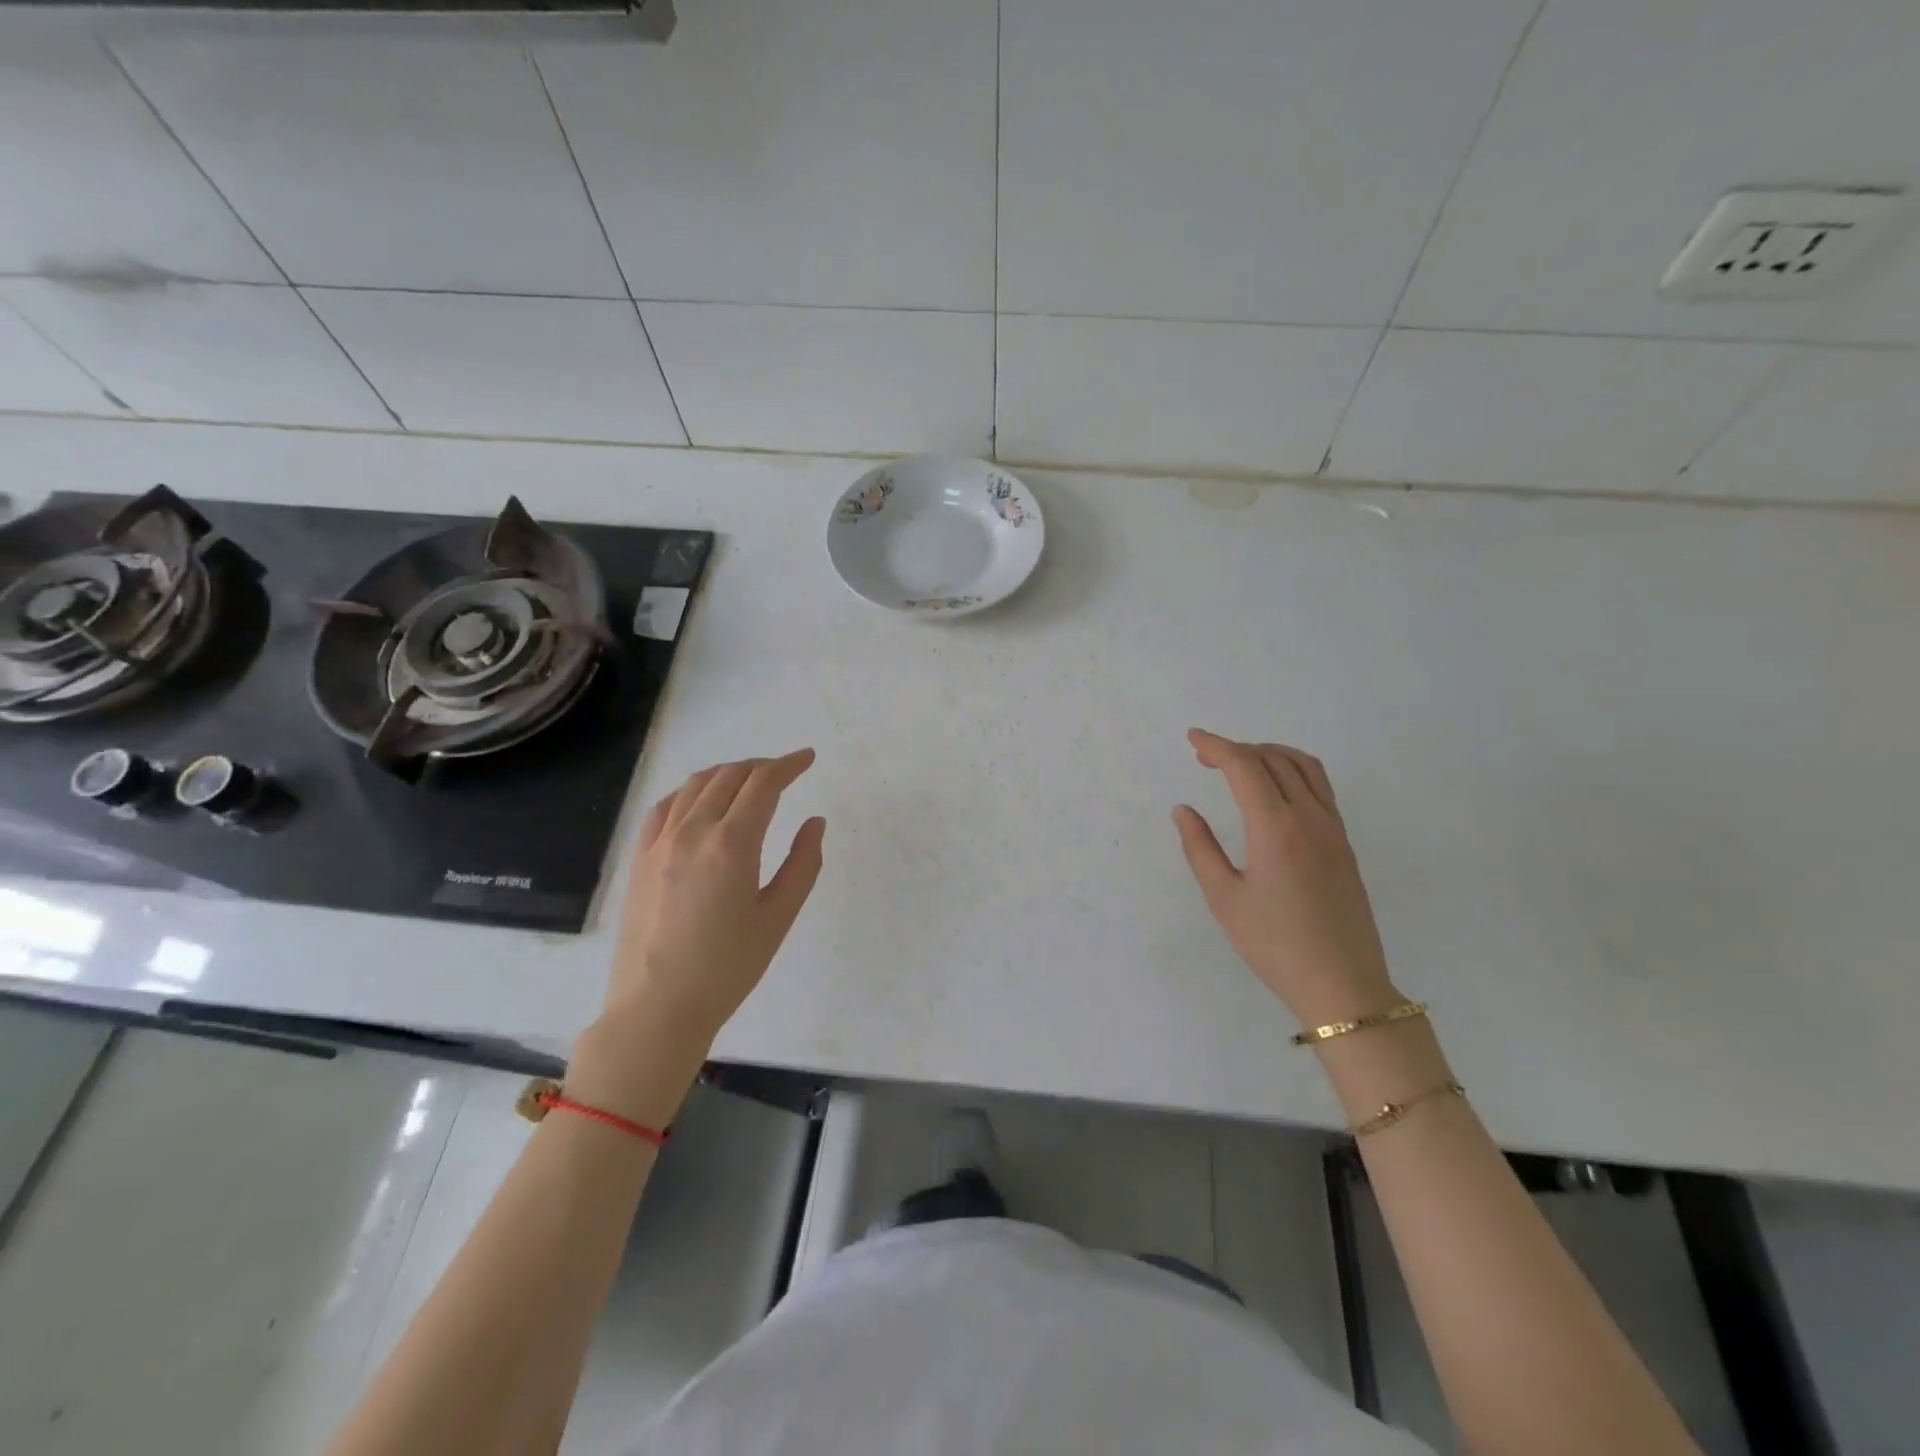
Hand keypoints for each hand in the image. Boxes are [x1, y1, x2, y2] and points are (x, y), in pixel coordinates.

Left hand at [604, 749, 826, 1048]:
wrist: (657, 1008)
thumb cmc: (727, 967)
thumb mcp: (778, 917)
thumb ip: (803, 863)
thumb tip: (815, 822)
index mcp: (732, 844)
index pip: (763, 784)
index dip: (789, 765)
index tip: (808, 758)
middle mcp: (693, 831)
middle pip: (730, 776)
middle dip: (762, 766)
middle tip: (785, 772)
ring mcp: (660, 842)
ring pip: (696, 785)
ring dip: (728, 772)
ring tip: (749, 780)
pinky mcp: (640, 858)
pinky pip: (665, 806)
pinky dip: (690, 791)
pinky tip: (701, 800)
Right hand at [1173, 729, 1396, 1026]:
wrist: (1342, 985)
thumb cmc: (1274, 945)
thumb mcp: (1224, 899)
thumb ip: (1200, 848)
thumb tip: (1184, 810)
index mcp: (1276, 829)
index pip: (1245, 767)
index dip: (1216, 746)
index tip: (1192, 739)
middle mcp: (1310, 818)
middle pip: (1274, 758)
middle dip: (1237, 748)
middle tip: (1205, 757)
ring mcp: (1333, 828)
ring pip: (1304, 766)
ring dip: (1269, 753)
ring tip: (1240, 764)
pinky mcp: (1344, 843)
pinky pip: (1320, 787)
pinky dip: (1293, 770)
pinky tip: (1274, 789)